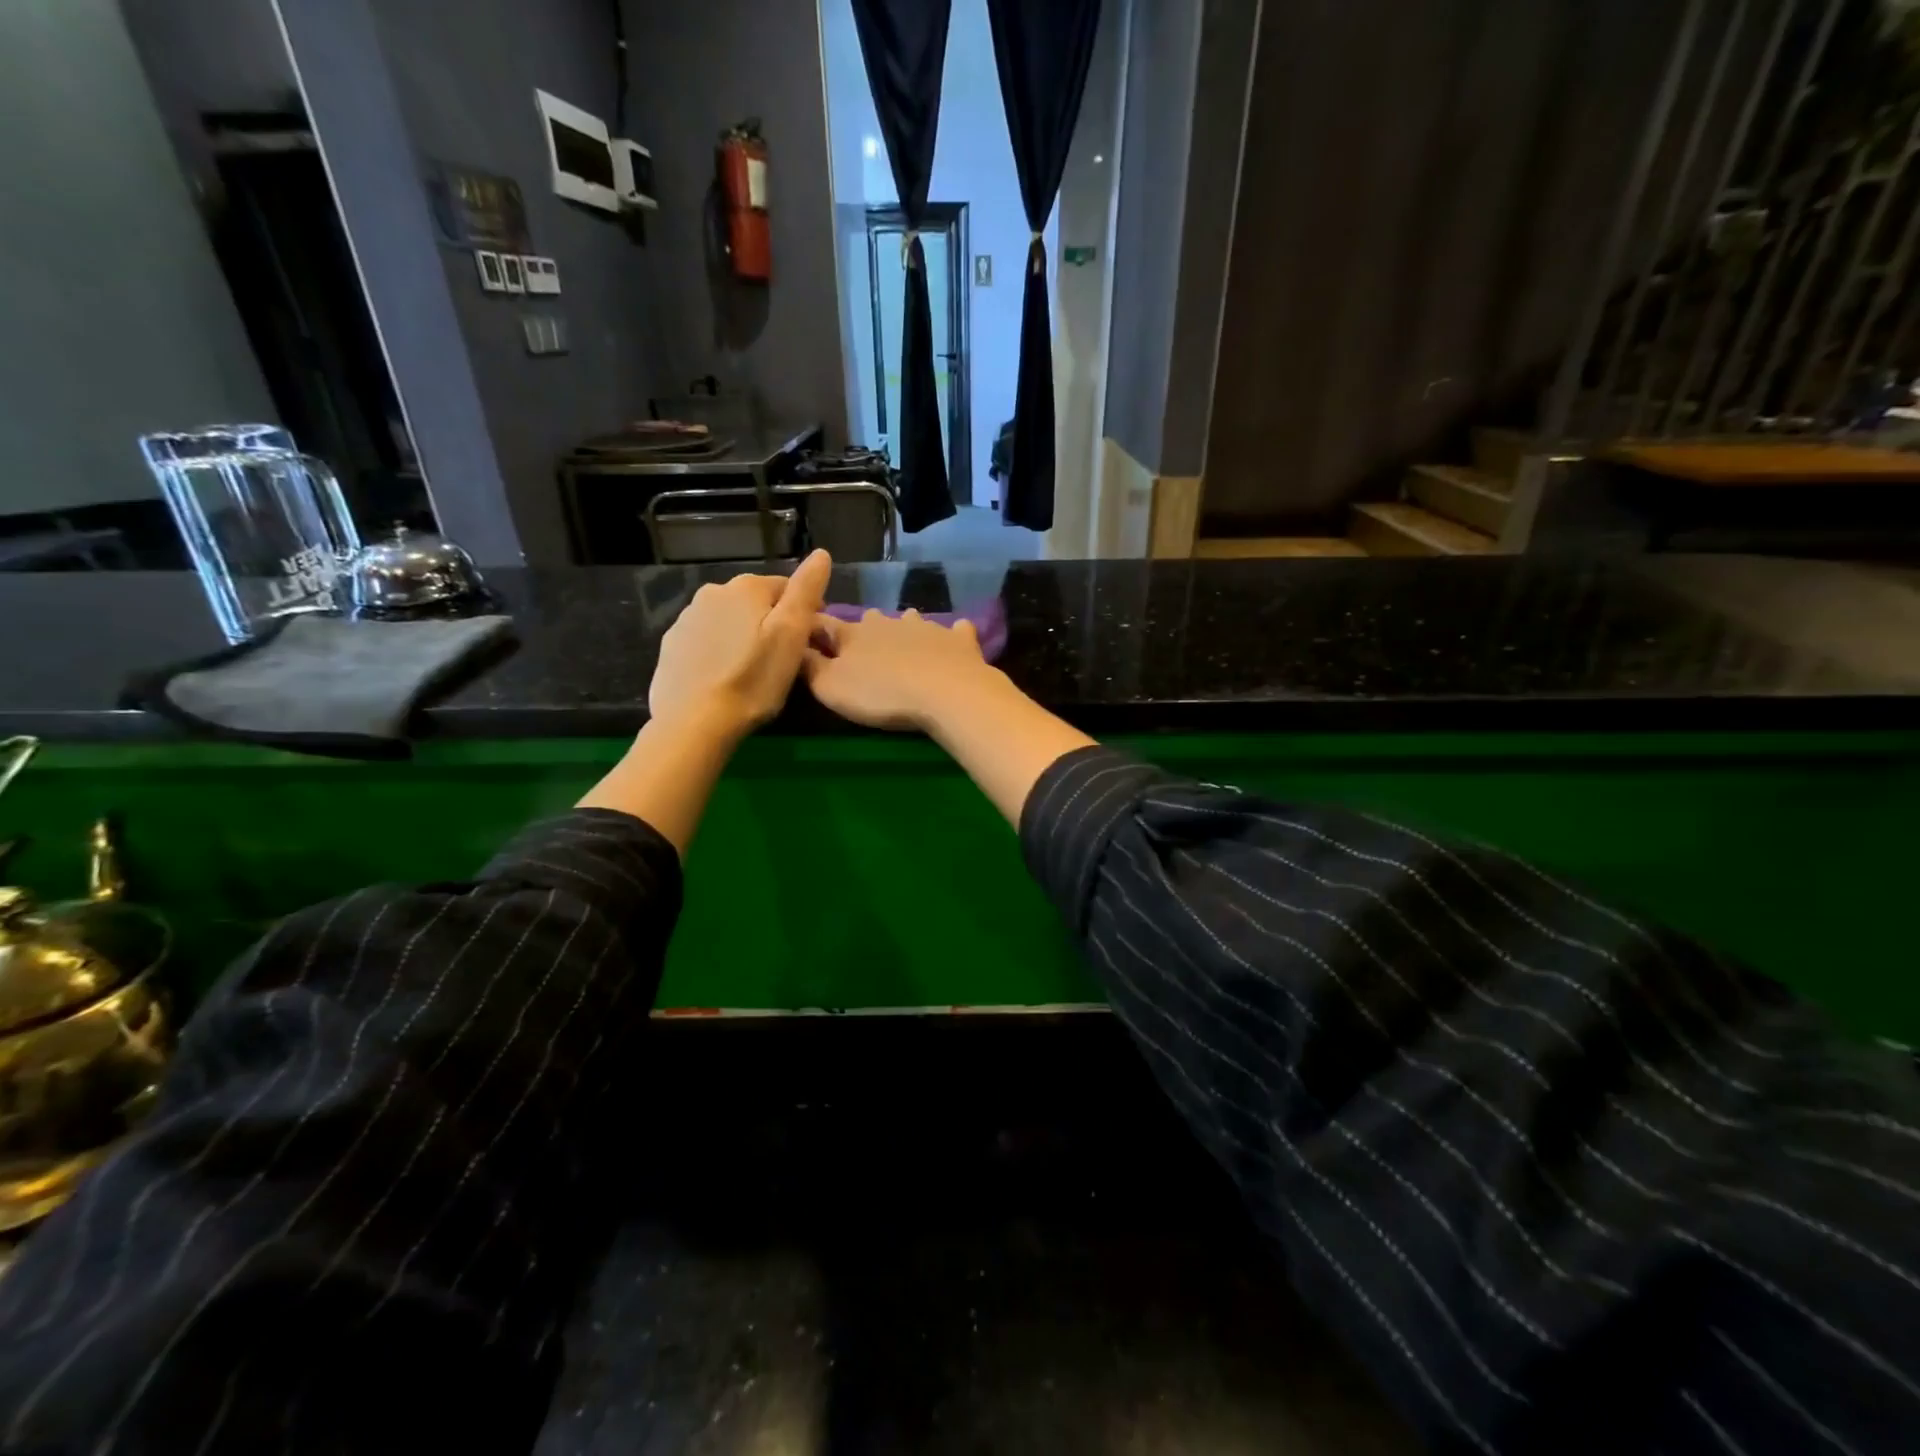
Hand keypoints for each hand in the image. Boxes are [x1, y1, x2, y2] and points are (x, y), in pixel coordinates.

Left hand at [649, 549, 831, 737]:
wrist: (693, 722)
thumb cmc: (753, 679)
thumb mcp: (791, 635)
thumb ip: (806, 591)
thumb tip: (821, 554)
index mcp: (746, 587)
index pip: (787, 587)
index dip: (805, 612)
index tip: (811, 642)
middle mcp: (713, 592)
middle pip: (756, 602)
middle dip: (772, 622)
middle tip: (783, 659)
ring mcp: (686, 618)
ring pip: (729, 620)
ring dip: (744, 636)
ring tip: (754, 670)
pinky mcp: (671, 646)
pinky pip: (706, 641)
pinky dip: (719, 651)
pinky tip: (725, 677)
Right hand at [804, 608, 1006, 732]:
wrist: (946, 692)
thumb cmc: (881, 694)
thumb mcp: (830, 688)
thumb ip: (809, 667)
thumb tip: (793, 647)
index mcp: (853, 633)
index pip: (824, 624)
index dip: (813, 629)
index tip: (808, 637)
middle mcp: (888, 622)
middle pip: (869, 620)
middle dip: (864, 632)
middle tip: (864, 653)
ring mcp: (927, 627)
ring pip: (910, 620)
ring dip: (905, 630)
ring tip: (905, 648)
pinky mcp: (959, 640)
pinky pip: (955, 631)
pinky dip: (952, 636)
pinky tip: (954, 641)